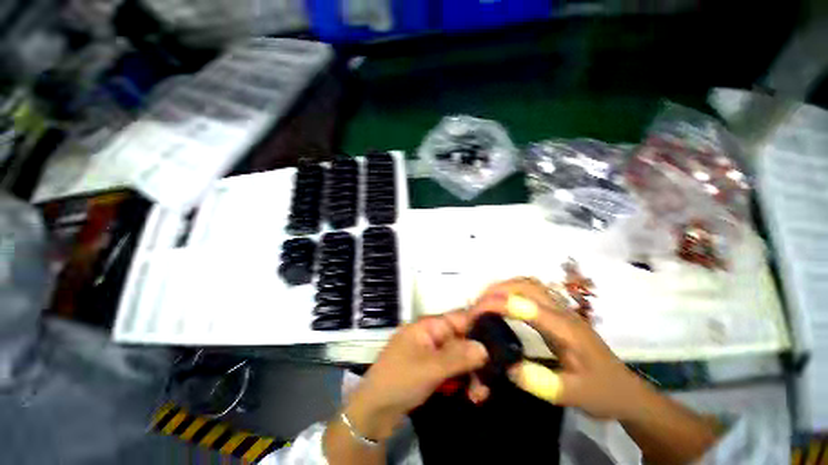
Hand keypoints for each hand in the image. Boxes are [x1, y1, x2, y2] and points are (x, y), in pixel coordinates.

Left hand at [344, 310, 488, 440]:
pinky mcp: (432, 368)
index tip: (502, 335)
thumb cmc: (400, 379)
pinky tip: (470, 394)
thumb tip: (484, 347)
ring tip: (479, 394)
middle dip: (478, 358)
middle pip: (462, 339)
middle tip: (490, 380)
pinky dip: (462, 379)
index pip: (460, 317)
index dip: (480, 323)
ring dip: (472, 373)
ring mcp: (432, 352)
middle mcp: (432, 335)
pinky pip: (452, 368)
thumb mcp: (430, 368)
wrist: (374, 409)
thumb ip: (458, 356)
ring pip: (460, 356)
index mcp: (429, 326)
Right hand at [477, 277, 649, 420]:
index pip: (526, 306)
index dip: (497, 304)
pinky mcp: (556, 313)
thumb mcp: (576, 396)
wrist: (625, 391)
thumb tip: (509, 367)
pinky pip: (530, 291)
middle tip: (476, 304)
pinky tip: (502, 304)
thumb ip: (544, 383)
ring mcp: (560, 310)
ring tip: (484, 301)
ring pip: (528, 284)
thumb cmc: (602, 392)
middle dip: (497, 289)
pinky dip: (511, 291)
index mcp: (566, 328)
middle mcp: (561, 311)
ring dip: (503, 286)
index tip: (475, 313)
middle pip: (526, 285)